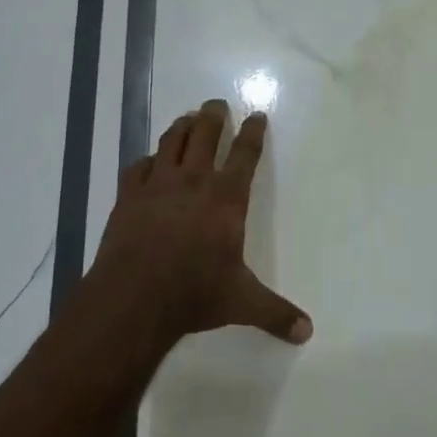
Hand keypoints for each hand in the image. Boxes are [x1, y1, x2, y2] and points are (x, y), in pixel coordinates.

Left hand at [94, 99, 313, 346]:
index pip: (245, 154)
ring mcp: (157, 184)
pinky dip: (147, 159)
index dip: (253, 132)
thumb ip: (276, 313)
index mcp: (226, 198)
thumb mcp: (242, 302)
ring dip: (182, 126)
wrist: (134, 297)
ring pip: (171, 141)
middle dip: (214, 116)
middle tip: (217, 104)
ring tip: (188, 118)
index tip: (257, 115)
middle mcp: (194, 181)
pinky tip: (150, 162)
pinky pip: (138, 166)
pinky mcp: (128, 196)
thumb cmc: (194, 293)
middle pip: (205, 135)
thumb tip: (307, 332)